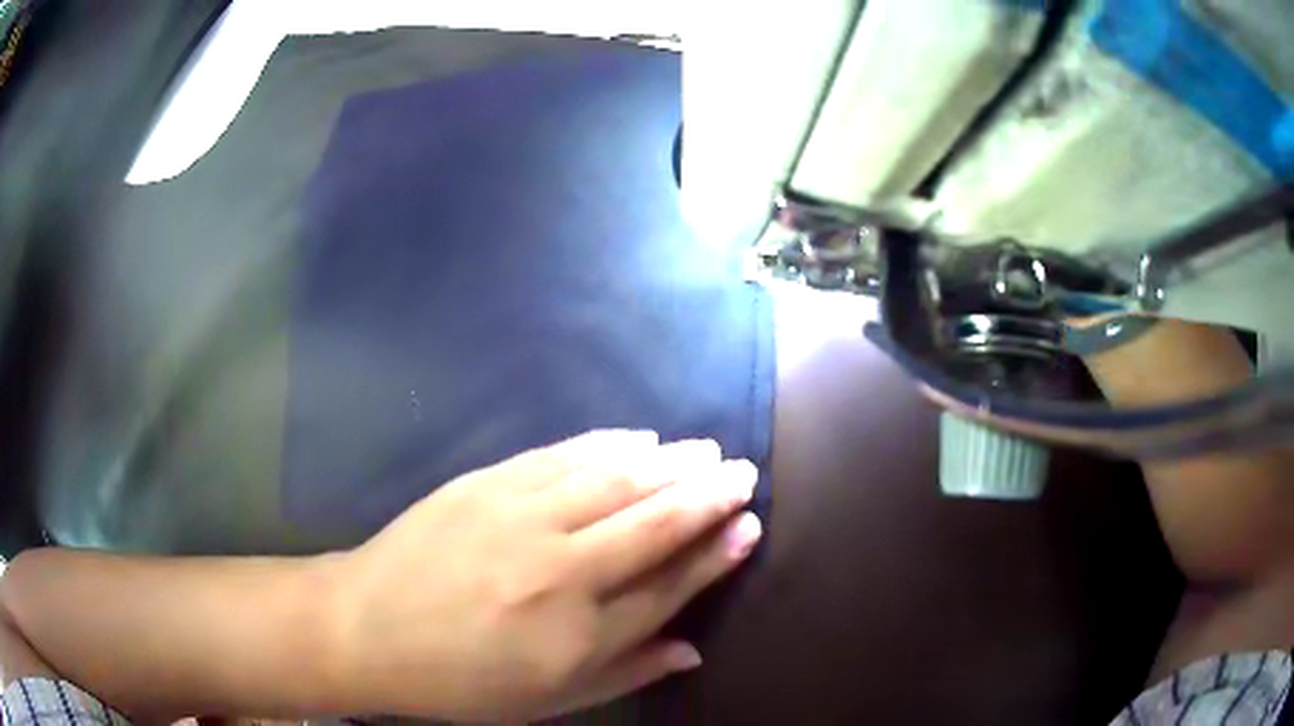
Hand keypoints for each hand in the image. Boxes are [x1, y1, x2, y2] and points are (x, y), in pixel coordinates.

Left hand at [328, 431, 762, 720]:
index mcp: (577, 634)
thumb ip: (625, 673)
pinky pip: (563, 455)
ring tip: (706, 450)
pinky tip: (639, 438)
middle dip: (708, 493)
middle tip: (743, 472)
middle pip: (655, 522)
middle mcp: (560, 570)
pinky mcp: (488, 484)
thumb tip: (692, 651)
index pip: (669, 585)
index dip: (714, 554)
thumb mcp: (546, 702)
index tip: (748, 528)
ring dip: (670, 461)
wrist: (365, 627)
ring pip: (616, 479)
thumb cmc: (459, 680)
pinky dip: (609, 444)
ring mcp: (521, 518)